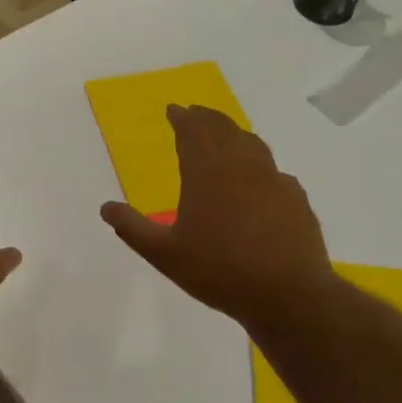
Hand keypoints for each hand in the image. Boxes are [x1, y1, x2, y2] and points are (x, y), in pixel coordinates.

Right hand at [100, 106, 334, 329]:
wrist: (287, 293)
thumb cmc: (219, 271)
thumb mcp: (165, 254)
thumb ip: (133, 228)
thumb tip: (106, 207)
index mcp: (206, 172)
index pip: (192, 131)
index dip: (181, 117)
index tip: (173, 109)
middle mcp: (241, 165)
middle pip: (223, 129)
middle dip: (206, 118)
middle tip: (195, 112)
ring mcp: (273, 179)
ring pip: (252, 144)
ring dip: (234, 133)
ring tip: (225, 134)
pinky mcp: (295, 198)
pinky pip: (274, 170)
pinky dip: (260, 164)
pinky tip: (259, 178)